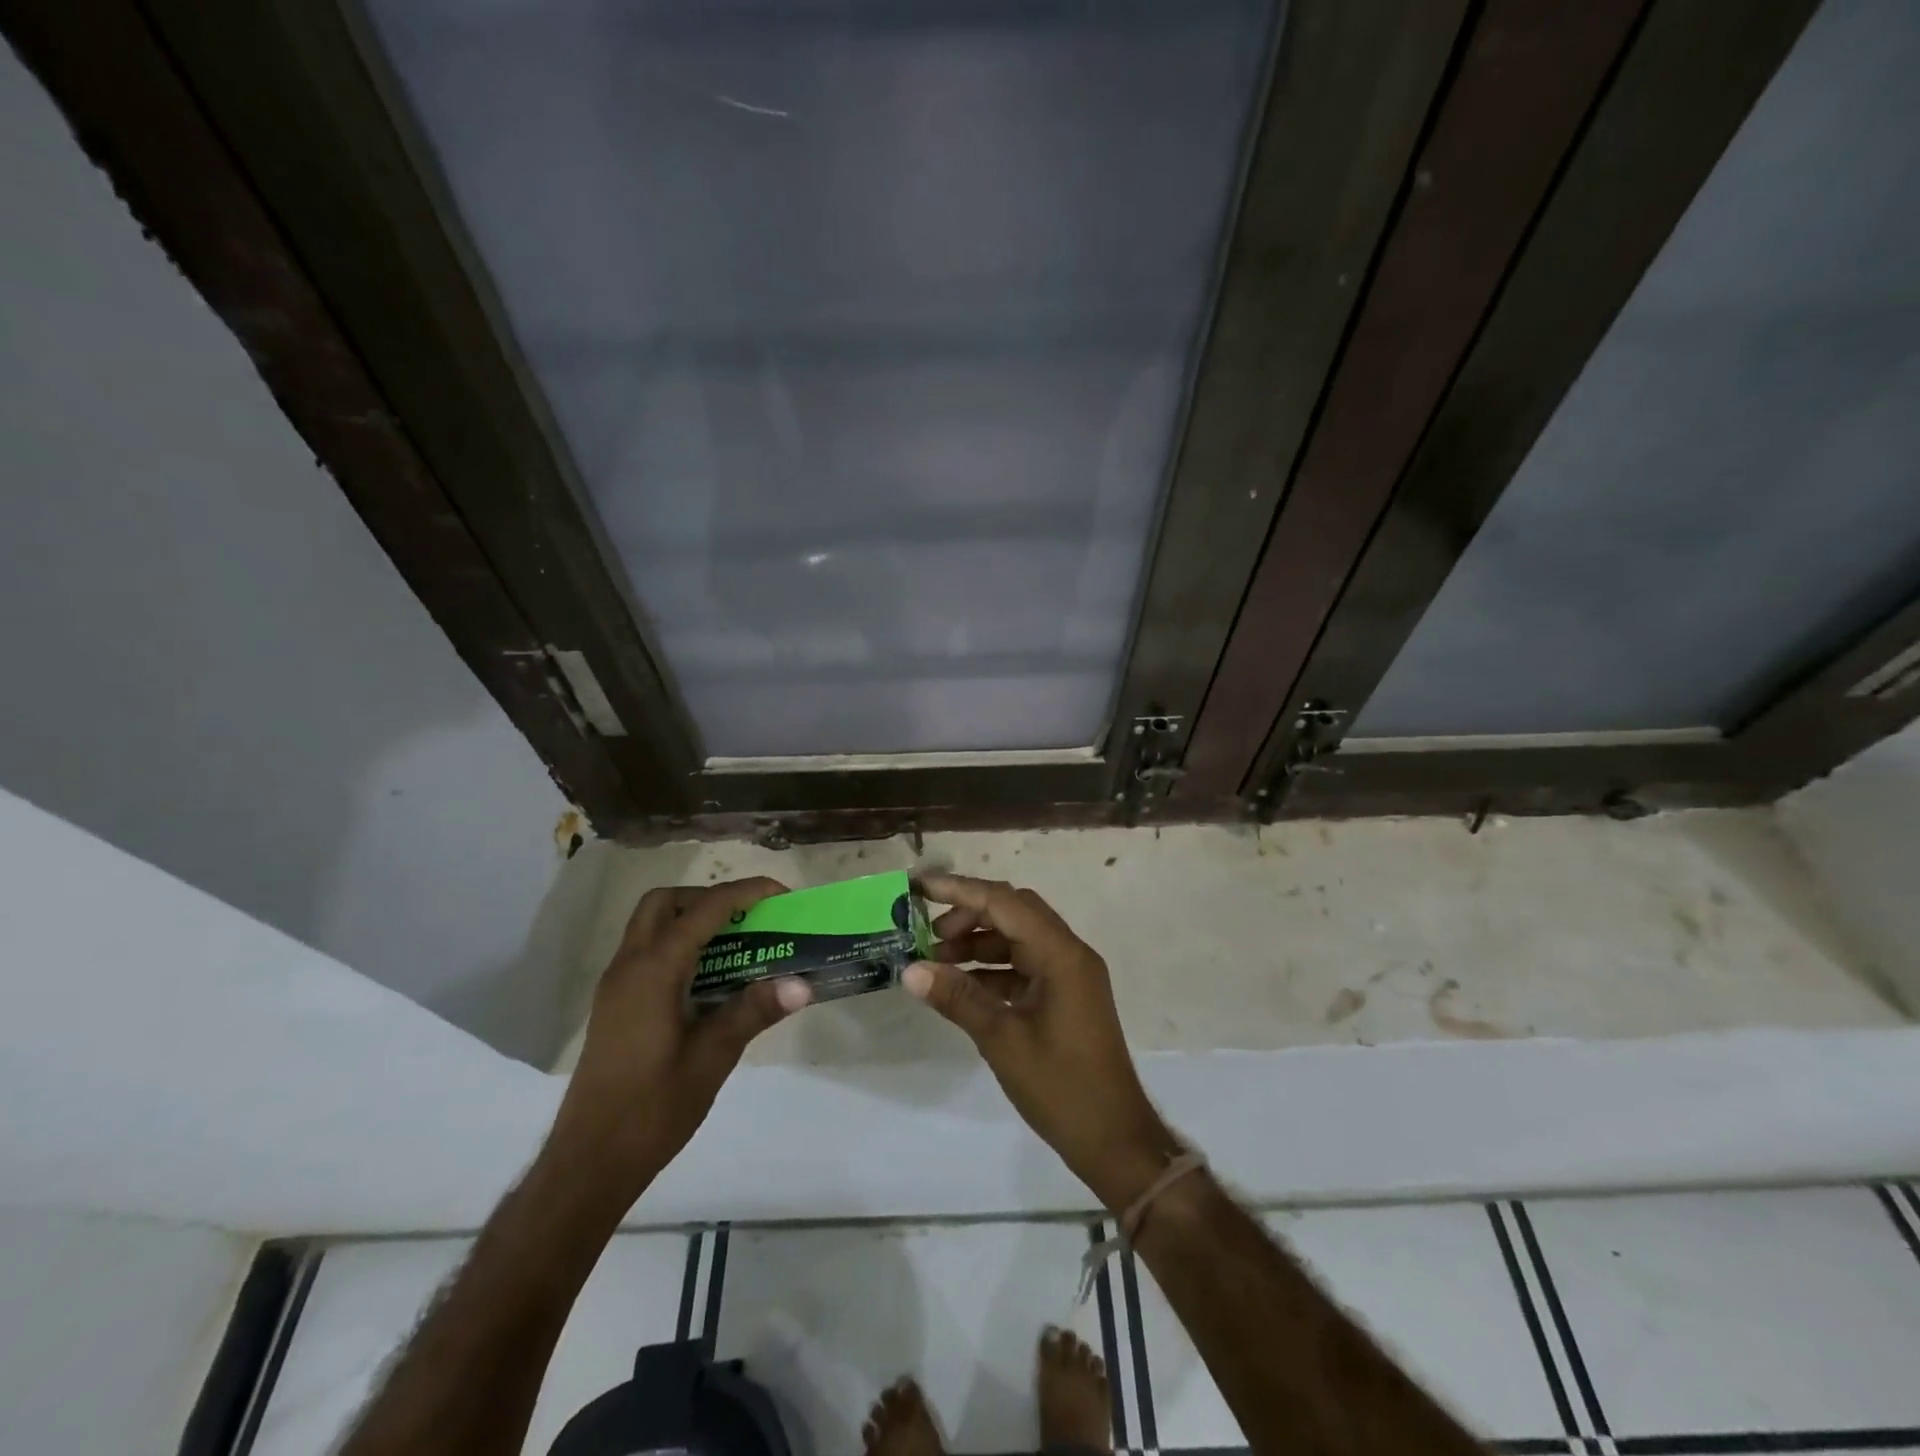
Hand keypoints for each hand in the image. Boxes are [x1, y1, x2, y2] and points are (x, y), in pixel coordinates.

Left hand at [554, 878, 811, 1194]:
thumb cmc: (652, 1108)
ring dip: (692, 920)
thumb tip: (802, 983)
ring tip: (737, 944)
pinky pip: (647, 952)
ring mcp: (616, 985)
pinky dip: (679, 946)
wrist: (589, 1162)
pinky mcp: (615, 1005)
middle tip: (749, 918)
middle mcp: (629, 966)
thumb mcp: (713, 1057)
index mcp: (654, 970)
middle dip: (710, 898)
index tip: (782, 895)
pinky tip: (709, 980)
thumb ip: (754, 1011)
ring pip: (651, 926)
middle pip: (666, 903)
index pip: (705, 909)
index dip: (746, 893)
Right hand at [903, 873, 1183, 1209]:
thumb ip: (957, 998)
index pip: (1005, 902)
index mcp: (1061, 954)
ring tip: (936, 961)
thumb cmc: (1061, 1087)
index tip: (920, 887)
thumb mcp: (1002, 1040)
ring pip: (1018, 939)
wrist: (1114, 1139)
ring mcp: (1069, 975)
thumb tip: (910, 970)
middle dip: (969, 915)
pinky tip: (960, 986)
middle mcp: (1068, 953)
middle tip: (927, 934)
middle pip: (1013, 912)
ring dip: (978, 943)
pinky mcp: (1065, 996)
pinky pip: (1024, 966)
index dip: (960, 890)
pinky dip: (992, 969)